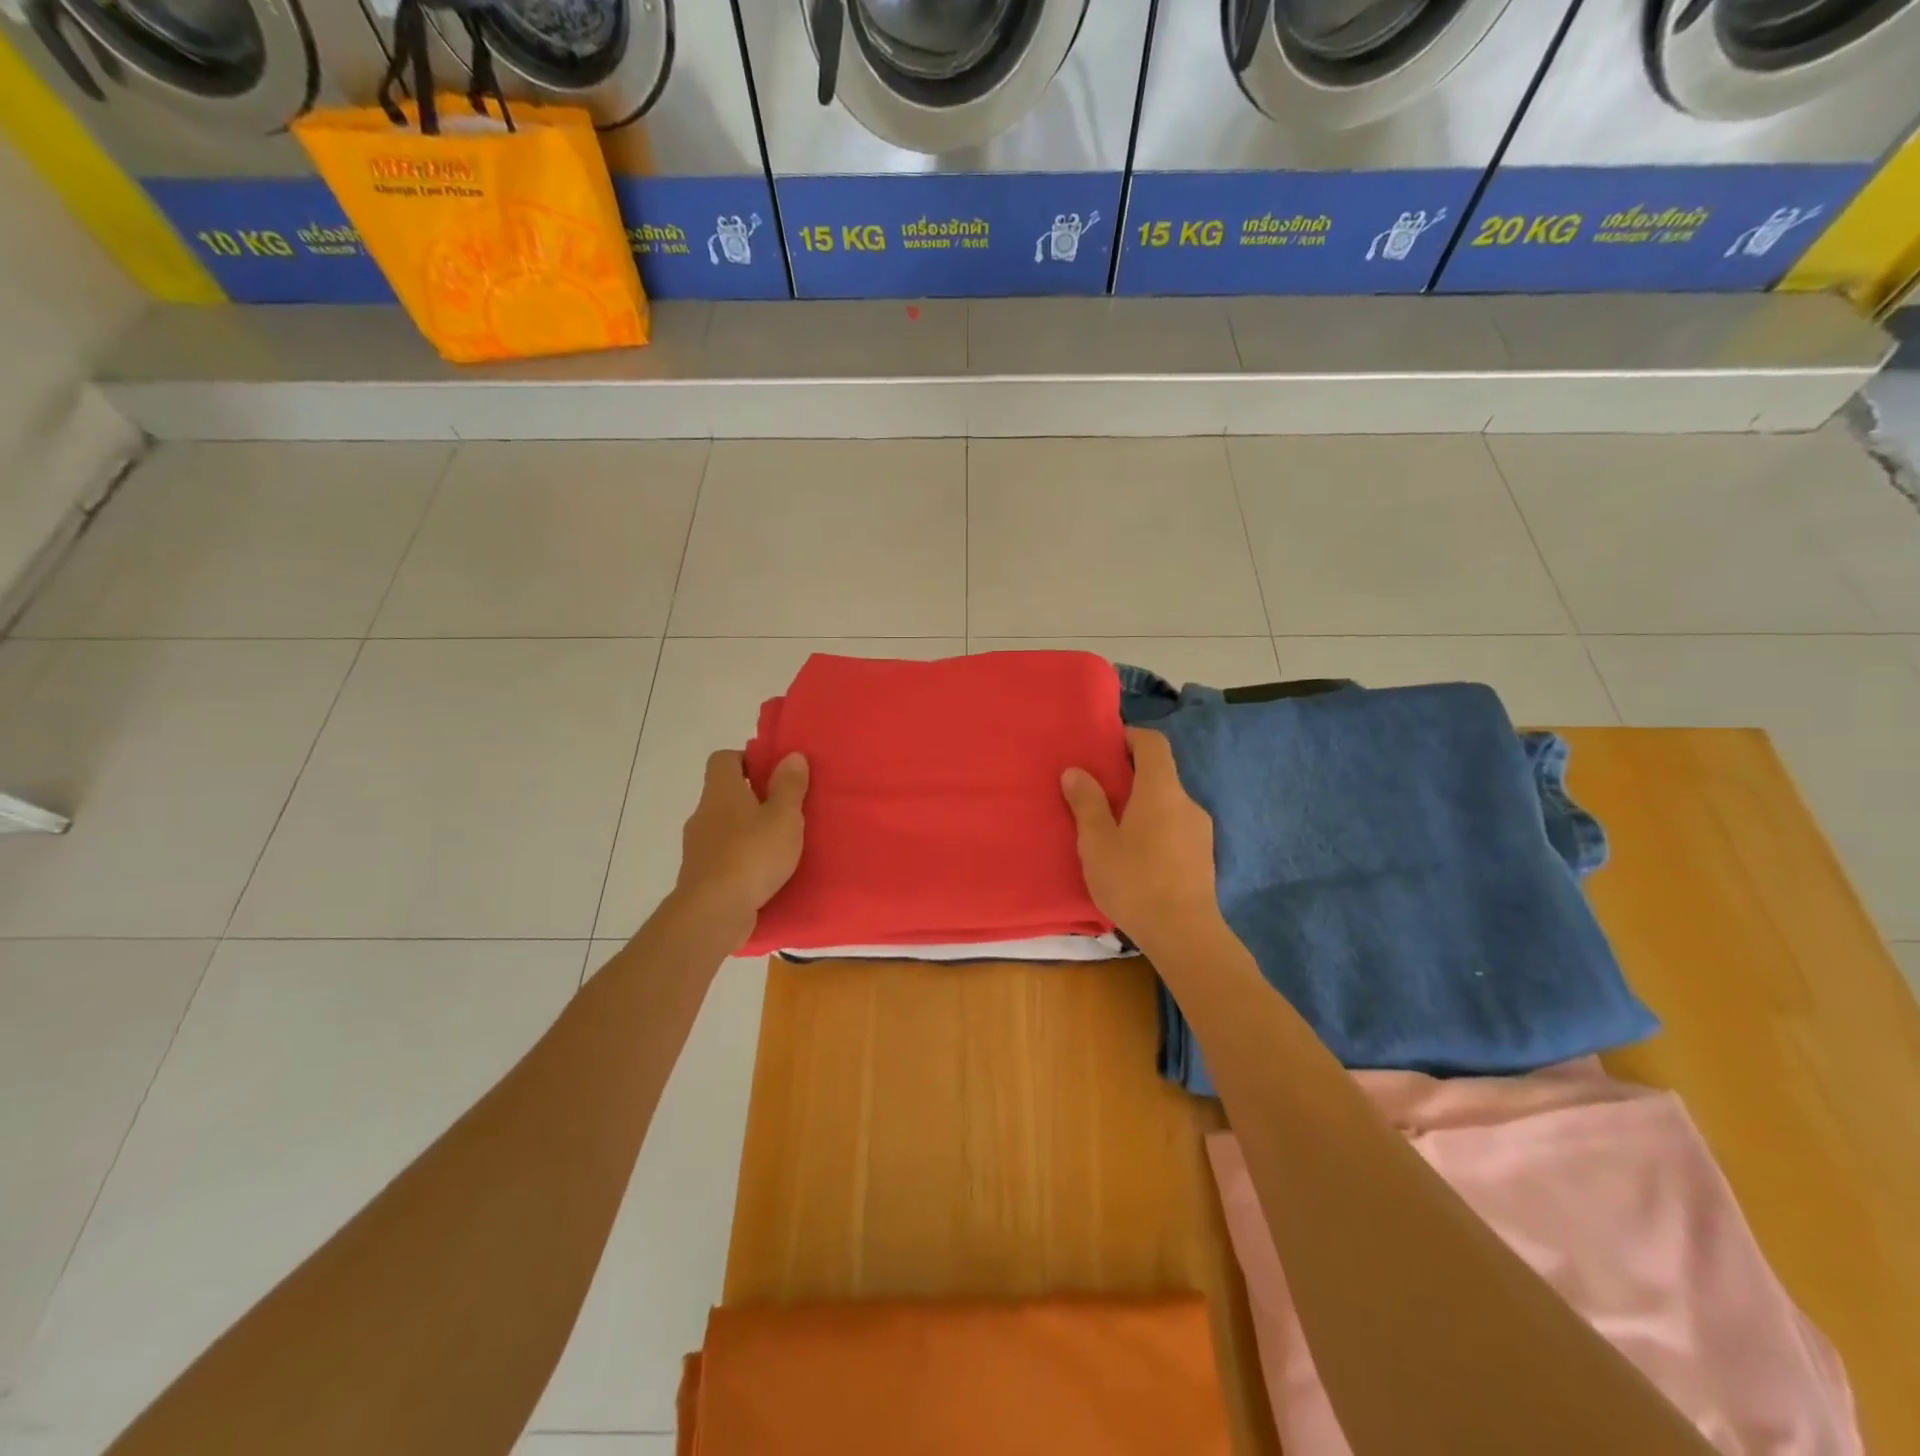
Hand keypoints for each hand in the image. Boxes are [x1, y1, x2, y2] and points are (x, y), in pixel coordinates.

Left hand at [671, 749, 808, 948]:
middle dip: (753, 798)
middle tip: (785, 810)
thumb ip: (789, 786)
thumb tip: (791, 756)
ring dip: (747, 831)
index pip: (723, 759)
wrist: (713, 912)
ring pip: (724, 827)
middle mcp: (703, 813)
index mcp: (721, 791)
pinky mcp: (700, 875)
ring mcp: (697, 846)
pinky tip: (763, 873)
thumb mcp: (784, 817)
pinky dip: (741, 858)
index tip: (772, 773)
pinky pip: (723, 856)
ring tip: (778, 844)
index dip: (747, 760)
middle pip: (725, 794)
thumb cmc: (752, 855)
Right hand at [1062, 727, 1221, 951]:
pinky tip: (1136, 856)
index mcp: (1161, 790)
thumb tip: (1075, 771)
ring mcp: (1200, 830)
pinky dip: (1155, 828)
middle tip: (1098, 792)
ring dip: (1142, 806)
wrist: (1184, 934)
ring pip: (1167, 804)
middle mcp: (1186, 802)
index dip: (1130, 737)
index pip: (1153, 743)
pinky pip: (1175, 827)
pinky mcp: (1204, 856)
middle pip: (1160, 774)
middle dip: (1130, 776)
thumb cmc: (1134, 881)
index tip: (1105, 747)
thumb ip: (1087, 803)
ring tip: (1113, 829)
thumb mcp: (1097, 842)